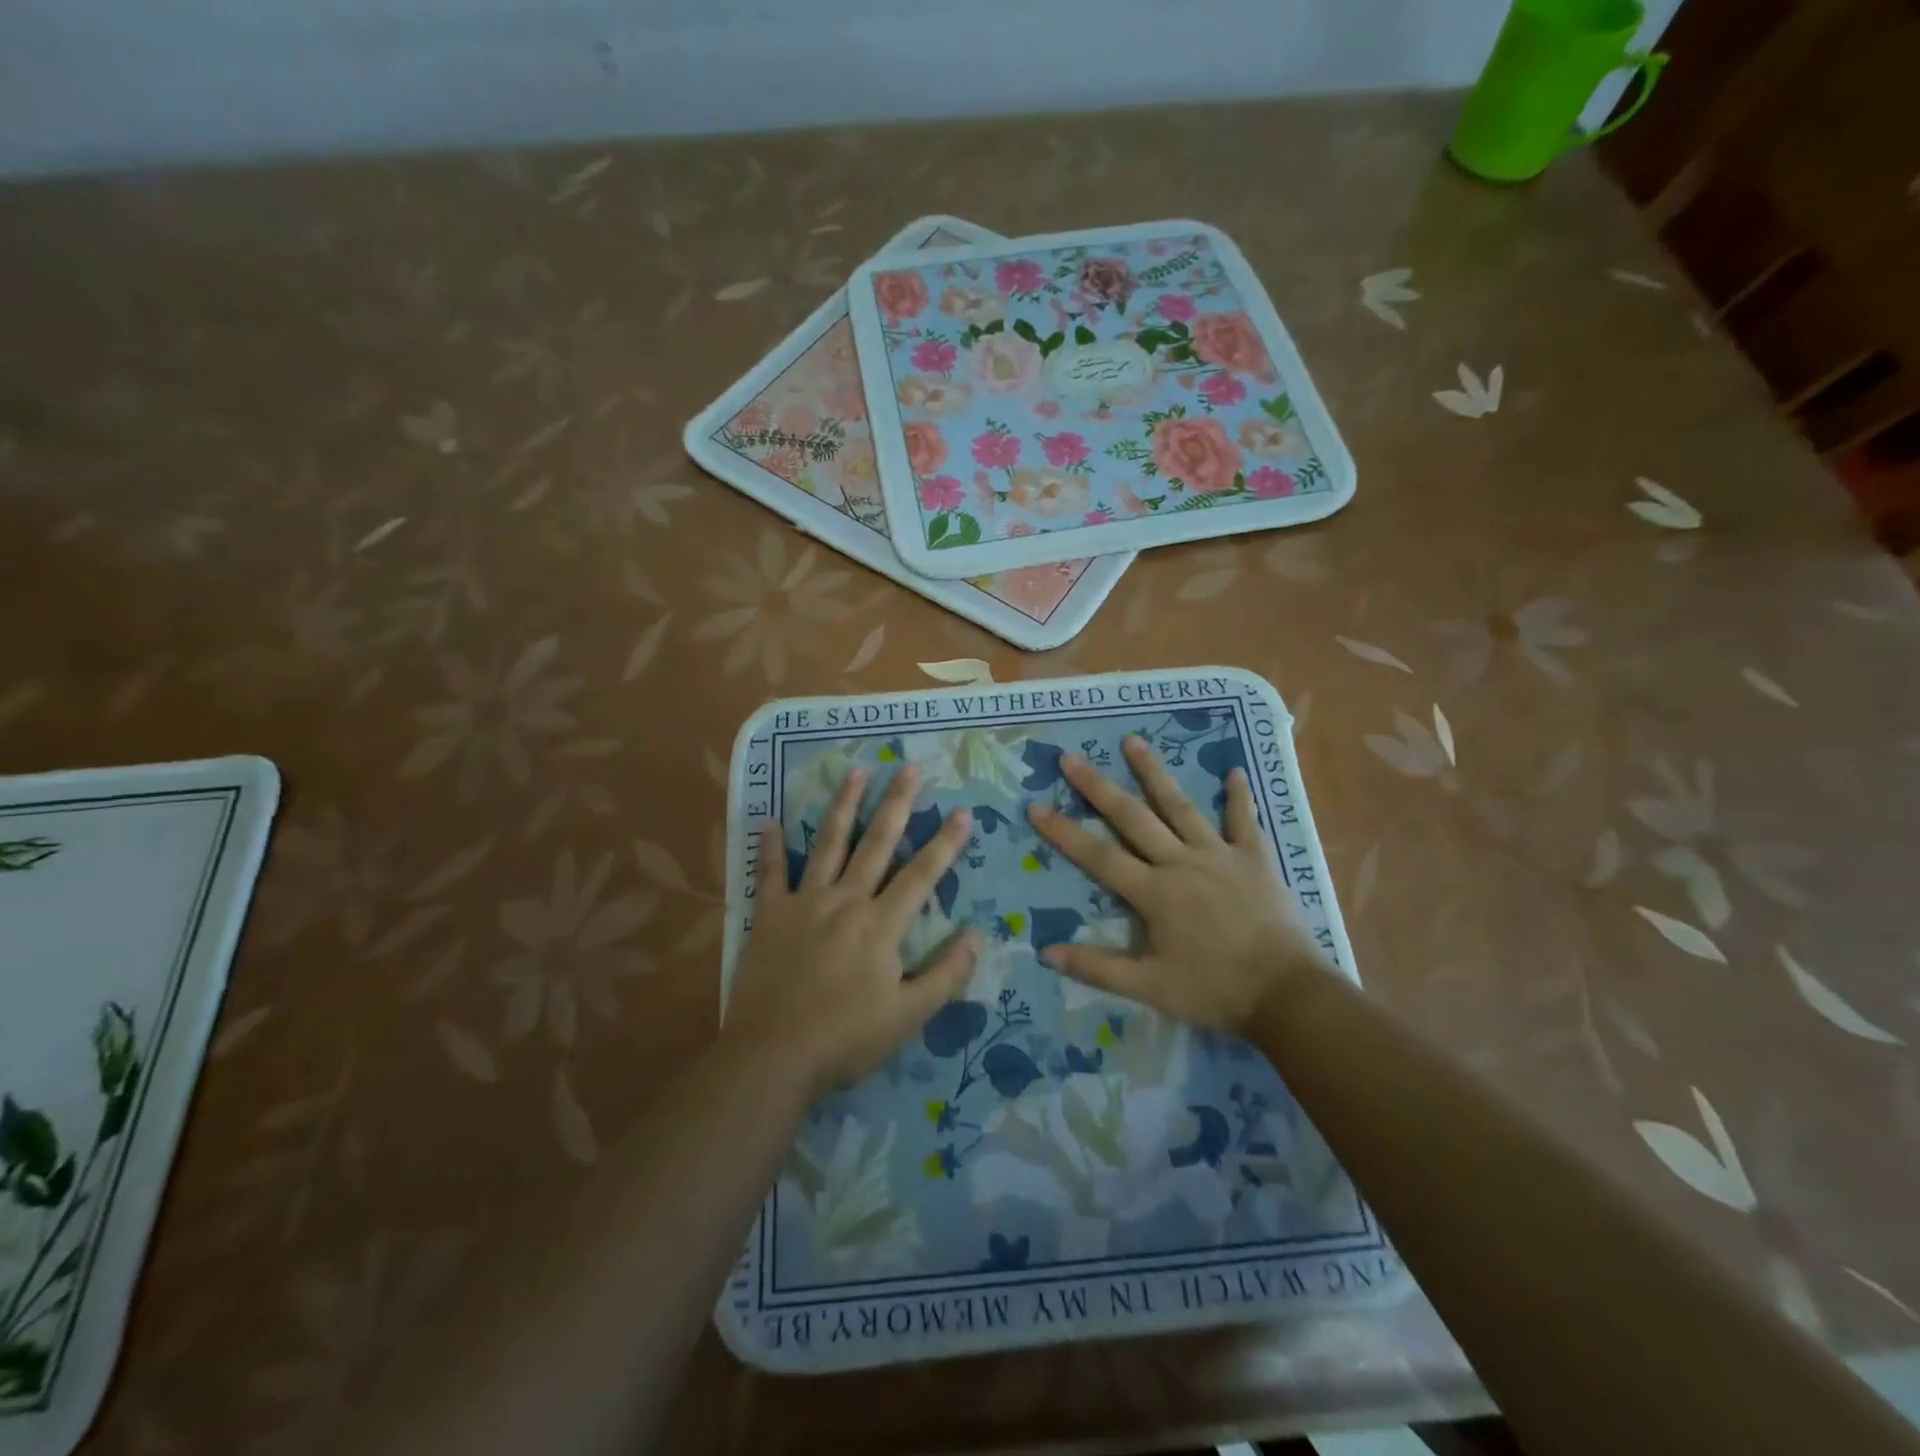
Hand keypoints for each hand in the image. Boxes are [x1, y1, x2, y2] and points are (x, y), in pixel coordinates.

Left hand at [725, 765, 978, 1100]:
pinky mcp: (770, 915)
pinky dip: (770, 846)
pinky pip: (770, 873)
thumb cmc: (846, 1039)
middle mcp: (846, 901)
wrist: (774, 1056)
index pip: (922, 875)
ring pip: (828, 844)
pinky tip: (771, 820)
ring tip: (855, 772)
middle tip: (909, 768)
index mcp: (881, 925)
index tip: (963, 812)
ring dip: (843, 806)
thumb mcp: (909, 1016)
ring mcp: (805, 903)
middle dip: (896, 804)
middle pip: (877, 843)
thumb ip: (946, 974)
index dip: (945, 843)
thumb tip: (977, 935)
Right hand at [1027, 735, 1324, 1034]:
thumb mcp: (1150, 987)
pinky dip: (1239, 797)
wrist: (1288, 994)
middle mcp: (1181, 862)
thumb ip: (1097, 968)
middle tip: (1070, 758)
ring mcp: (1219, 855)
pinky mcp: (1255, 859)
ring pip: (1180, 806)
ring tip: (1133, 741)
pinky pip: (1244, 821)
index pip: (1098, 856)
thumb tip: (1045, 951)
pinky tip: (1234, 770)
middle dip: (1097, 787)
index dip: (1063, 832)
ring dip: (1154, 772)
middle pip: (1132, 817)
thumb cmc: (1215, 991)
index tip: (1035, 806)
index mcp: (1154, 892)